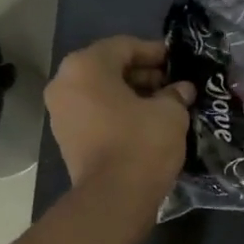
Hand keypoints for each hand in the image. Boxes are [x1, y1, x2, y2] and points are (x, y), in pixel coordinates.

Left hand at [47, 36, 194, 198]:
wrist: (114, 196)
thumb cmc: (142, 144)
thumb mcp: (170, 113)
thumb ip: (176, 94)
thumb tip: (182, 90)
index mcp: (86, 66)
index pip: (124, 46)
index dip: (154, 52)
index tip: (177, 61)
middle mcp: (65, 83)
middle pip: (108, 68)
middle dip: (142, 75)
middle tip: (172, 85)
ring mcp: (61, 112)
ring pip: (101, 93)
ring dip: (131, 96)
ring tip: (162, 106)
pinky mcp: (67, 138)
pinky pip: (95, 114)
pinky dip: (118, 114)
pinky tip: (144, 124)